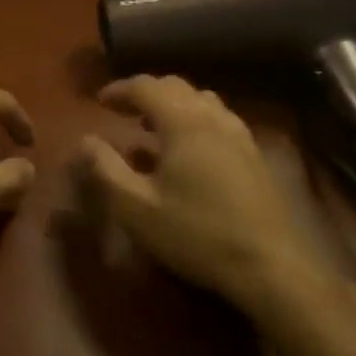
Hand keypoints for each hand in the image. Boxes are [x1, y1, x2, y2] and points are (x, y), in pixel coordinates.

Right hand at [73, 75, 346, 327]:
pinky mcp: (255, 157)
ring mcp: (240, 137)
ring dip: (173, 105)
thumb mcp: (135, 207)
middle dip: (146, 92)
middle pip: (176, 87)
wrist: (271, 268)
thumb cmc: (195, 234)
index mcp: (183, 124)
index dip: (119, 89)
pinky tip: (187, 152)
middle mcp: (213, 119)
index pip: (146, 87)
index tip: (98, 101)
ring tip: (152, 127)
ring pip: (202, 101)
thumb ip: (105, 169)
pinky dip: (194, 120)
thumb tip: (84, 140)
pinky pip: (219, 120)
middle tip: (123, 111)